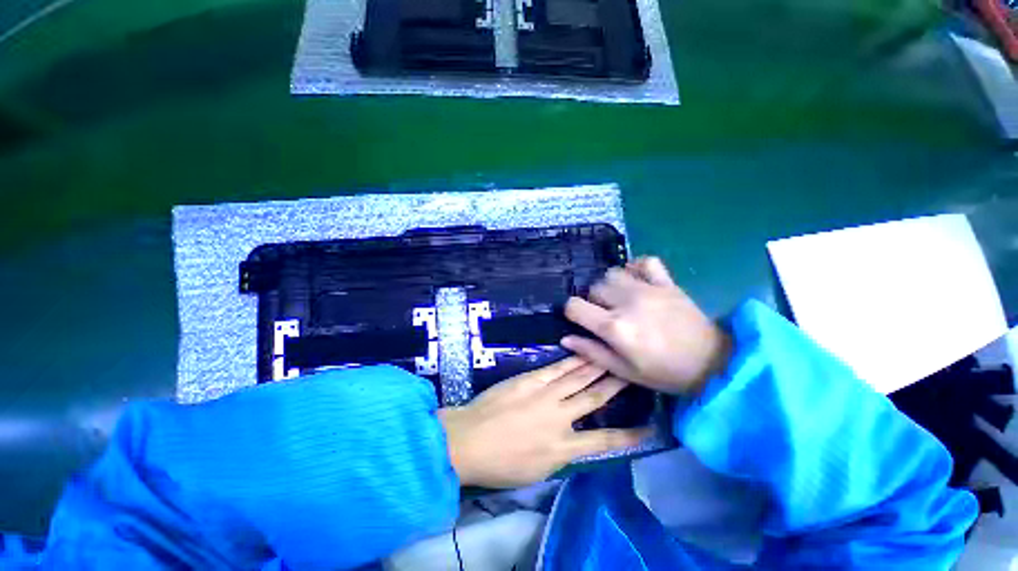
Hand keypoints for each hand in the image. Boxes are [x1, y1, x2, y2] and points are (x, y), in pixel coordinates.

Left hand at [437, 357, 648, 487]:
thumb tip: (573, 440)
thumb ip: (560, 454)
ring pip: (577, 378)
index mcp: (563, 448)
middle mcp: (560, 417)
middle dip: (615, 385)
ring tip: (612, 356)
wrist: (469, 439)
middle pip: (594, 398)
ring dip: (596, 366)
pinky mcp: (531, 380)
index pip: (604, 441)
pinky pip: (556, 369)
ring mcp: (545, 394)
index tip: (649, 428)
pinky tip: (581, 353)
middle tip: (633, 372)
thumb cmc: (500, 463)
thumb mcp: (537, 471)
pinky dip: (571, 361)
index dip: (629, 436)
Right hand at [561, 257, 731, 395]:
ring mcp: (648, 289)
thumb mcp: (624, 370)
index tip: (580, 319)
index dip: (571, 312)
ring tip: (620, 298)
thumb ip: (592, 352)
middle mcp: (627, 303)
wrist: (714, 364)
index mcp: (615, 328)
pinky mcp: (667, 282)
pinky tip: (636, 280)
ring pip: (612, 273)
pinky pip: (645, 261)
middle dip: (592, 301)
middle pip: (593, 288)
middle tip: (605, 315)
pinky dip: (636, 267)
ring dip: (610, 285)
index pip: (575, 306)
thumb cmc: (664, 373)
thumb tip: (565, 338)